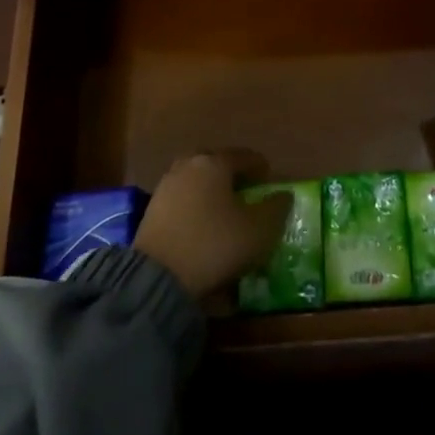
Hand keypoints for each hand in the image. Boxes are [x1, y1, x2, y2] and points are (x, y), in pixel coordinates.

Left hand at [134, 151, 291, 298]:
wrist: (158, 277)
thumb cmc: (216, 244)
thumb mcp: (259, 230)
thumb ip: (276, 208)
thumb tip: (284, 195)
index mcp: (215, 163)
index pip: (244, 156)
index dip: (260, 167)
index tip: (269, 179)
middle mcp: (188, 166)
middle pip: (215, 163)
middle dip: (231, 174)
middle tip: (245, 190)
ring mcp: (166, 187)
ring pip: (196, 181)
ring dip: (210, 191)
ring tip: (223, 210)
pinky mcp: (151, 212)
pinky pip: (182, 201)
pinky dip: (195, 207)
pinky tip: (202, 225)